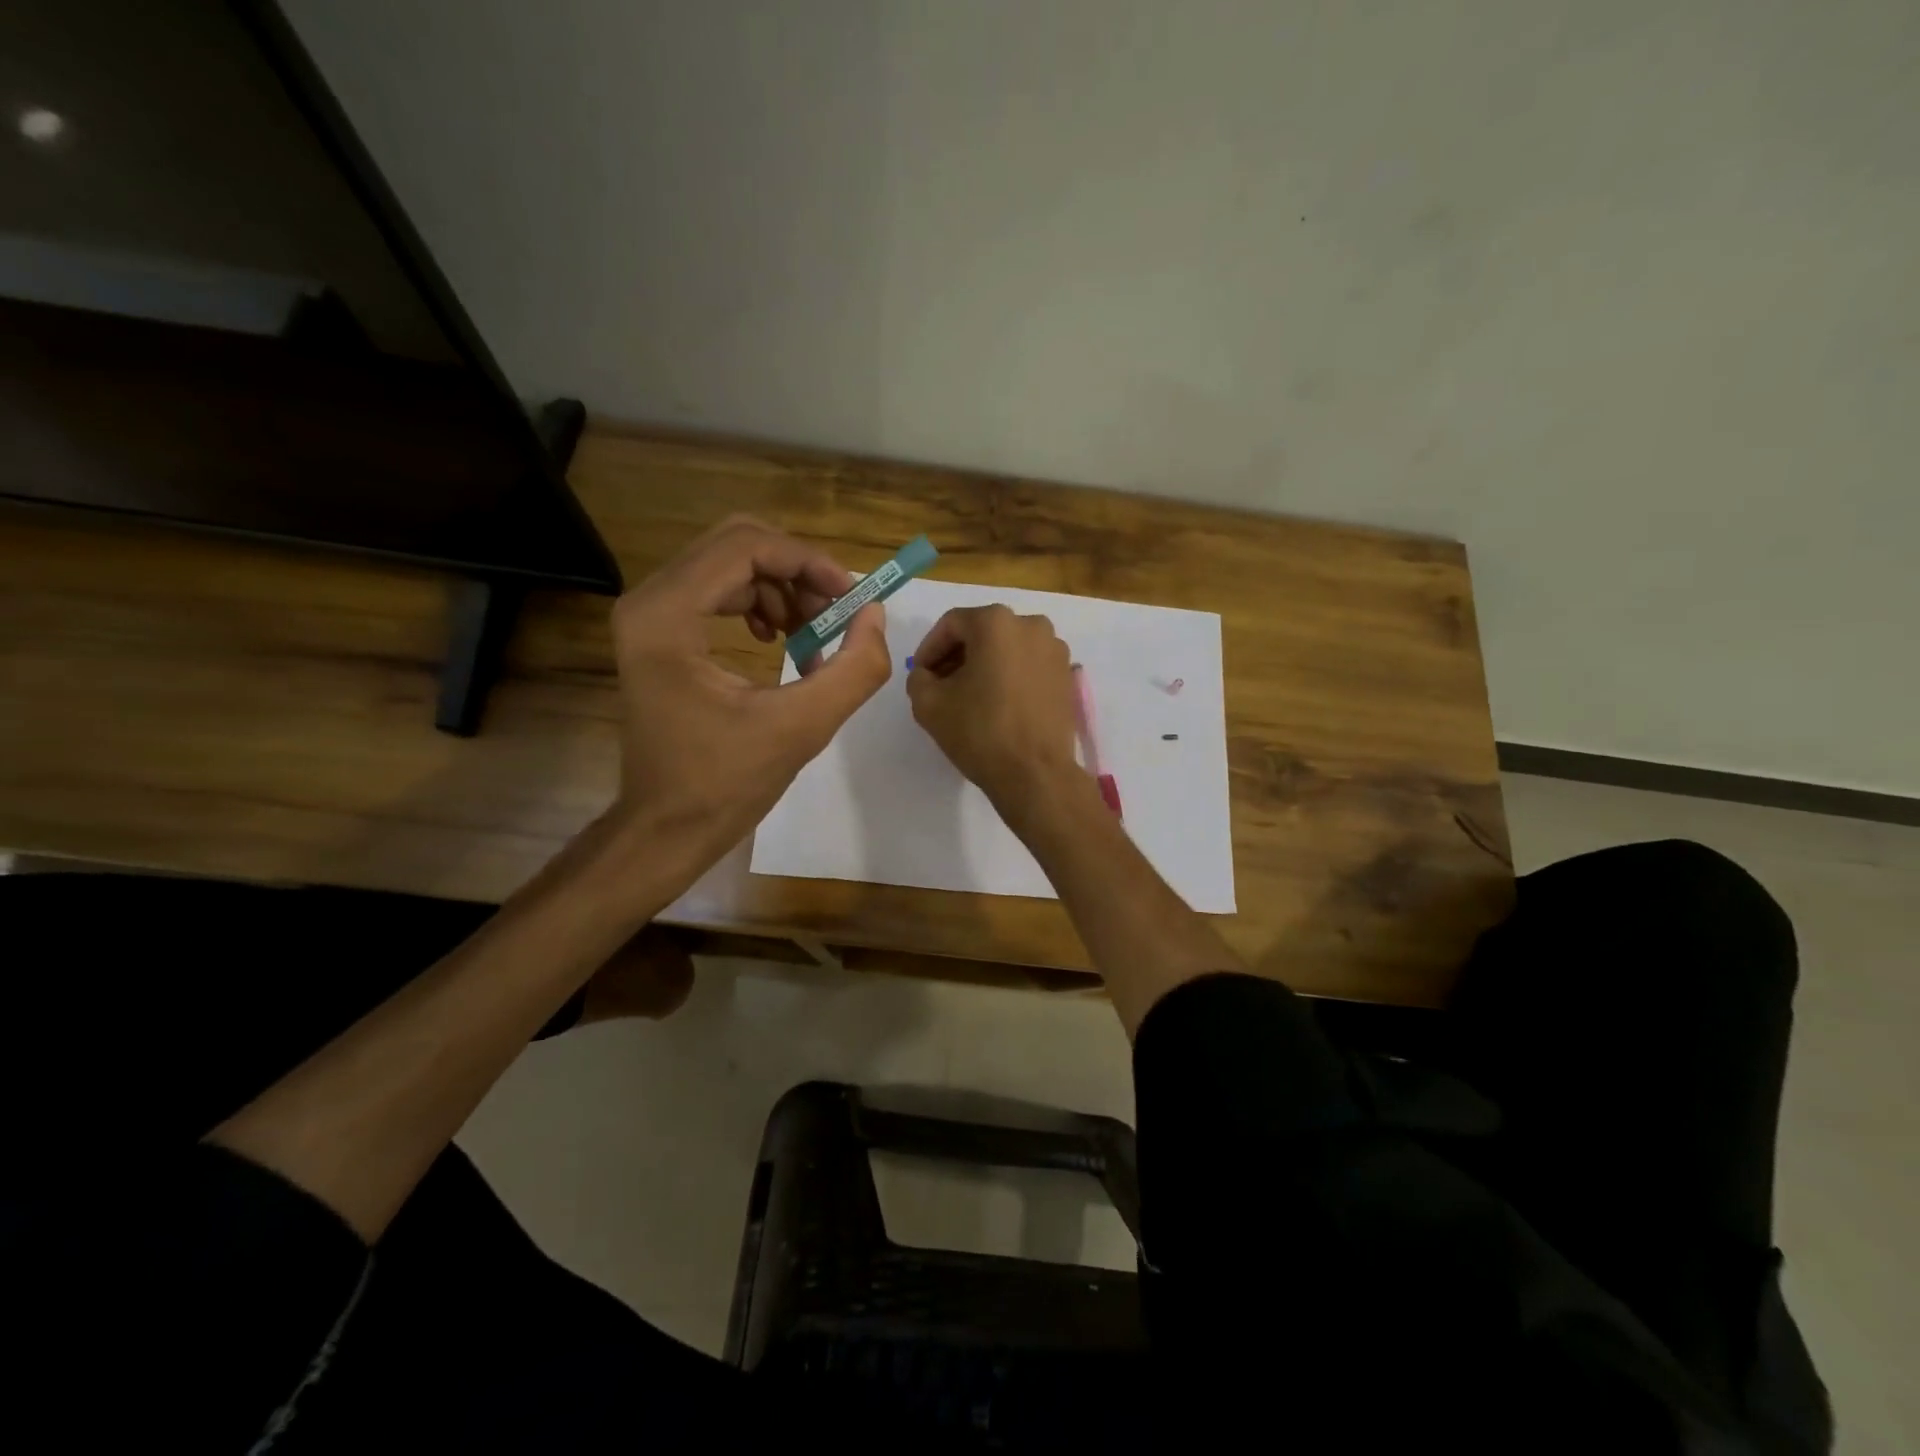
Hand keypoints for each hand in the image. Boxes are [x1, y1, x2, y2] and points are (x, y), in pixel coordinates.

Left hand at [608, 515, 889, 881]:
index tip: (851, 598)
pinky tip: (782, 640)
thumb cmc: (725, 784)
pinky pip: (719, 591)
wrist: (666, 828)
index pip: (745, 547)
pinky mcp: (659, 633)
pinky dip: (761, 605)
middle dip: (797, 572)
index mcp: (667, 616)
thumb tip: (875, 614)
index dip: (808, 562)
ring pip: (730, 565)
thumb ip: (853, 668)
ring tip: (815, 637)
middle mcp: (648, 601)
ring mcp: (650, 616)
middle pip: (736, 544)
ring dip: (783, 590)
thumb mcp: (803, 728)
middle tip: (835, 613)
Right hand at [906, 605, 1080, 807]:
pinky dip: (1010, 677)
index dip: (929, 649)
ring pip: (1008, 649)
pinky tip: (997, 704)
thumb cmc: (980, 732)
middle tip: (940, 686)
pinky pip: (1029, 666)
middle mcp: (1031, 625)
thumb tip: (927, 675)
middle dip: (957, 656)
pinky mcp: (1067, 675)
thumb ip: (919, 678)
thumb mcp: (928, 704)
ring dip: (984, 666)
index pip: (951, 625)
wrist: (1035, 773)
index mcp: (996, 622)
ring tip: (969, 697)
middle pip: (982, 633)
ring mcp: (1055, 649)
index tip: (920, 676)